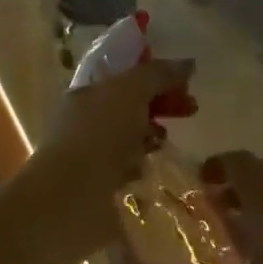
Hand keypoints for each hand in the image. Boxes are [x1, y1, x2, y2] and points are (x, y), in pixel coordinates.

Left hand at [26, 57, 196, 233]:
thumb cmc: (98, 134)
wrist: (70, 199)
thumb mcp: (131, 91)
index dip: (155, 75)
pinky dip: (144, 168)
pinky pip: (131, 170)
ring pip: (132, 139)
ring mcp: (93, 156)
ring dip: (153, 138)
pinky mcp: (102, 187)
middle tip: (191, 110)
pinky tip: (153, 171)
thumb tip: (187, 64)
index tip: (185, 81)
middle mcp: (87, 121)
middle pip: (132, 107)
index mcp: (87, 93)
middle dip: (162, 105)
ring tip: (167, 144)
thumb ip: (158, 74)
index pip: (125, 76)